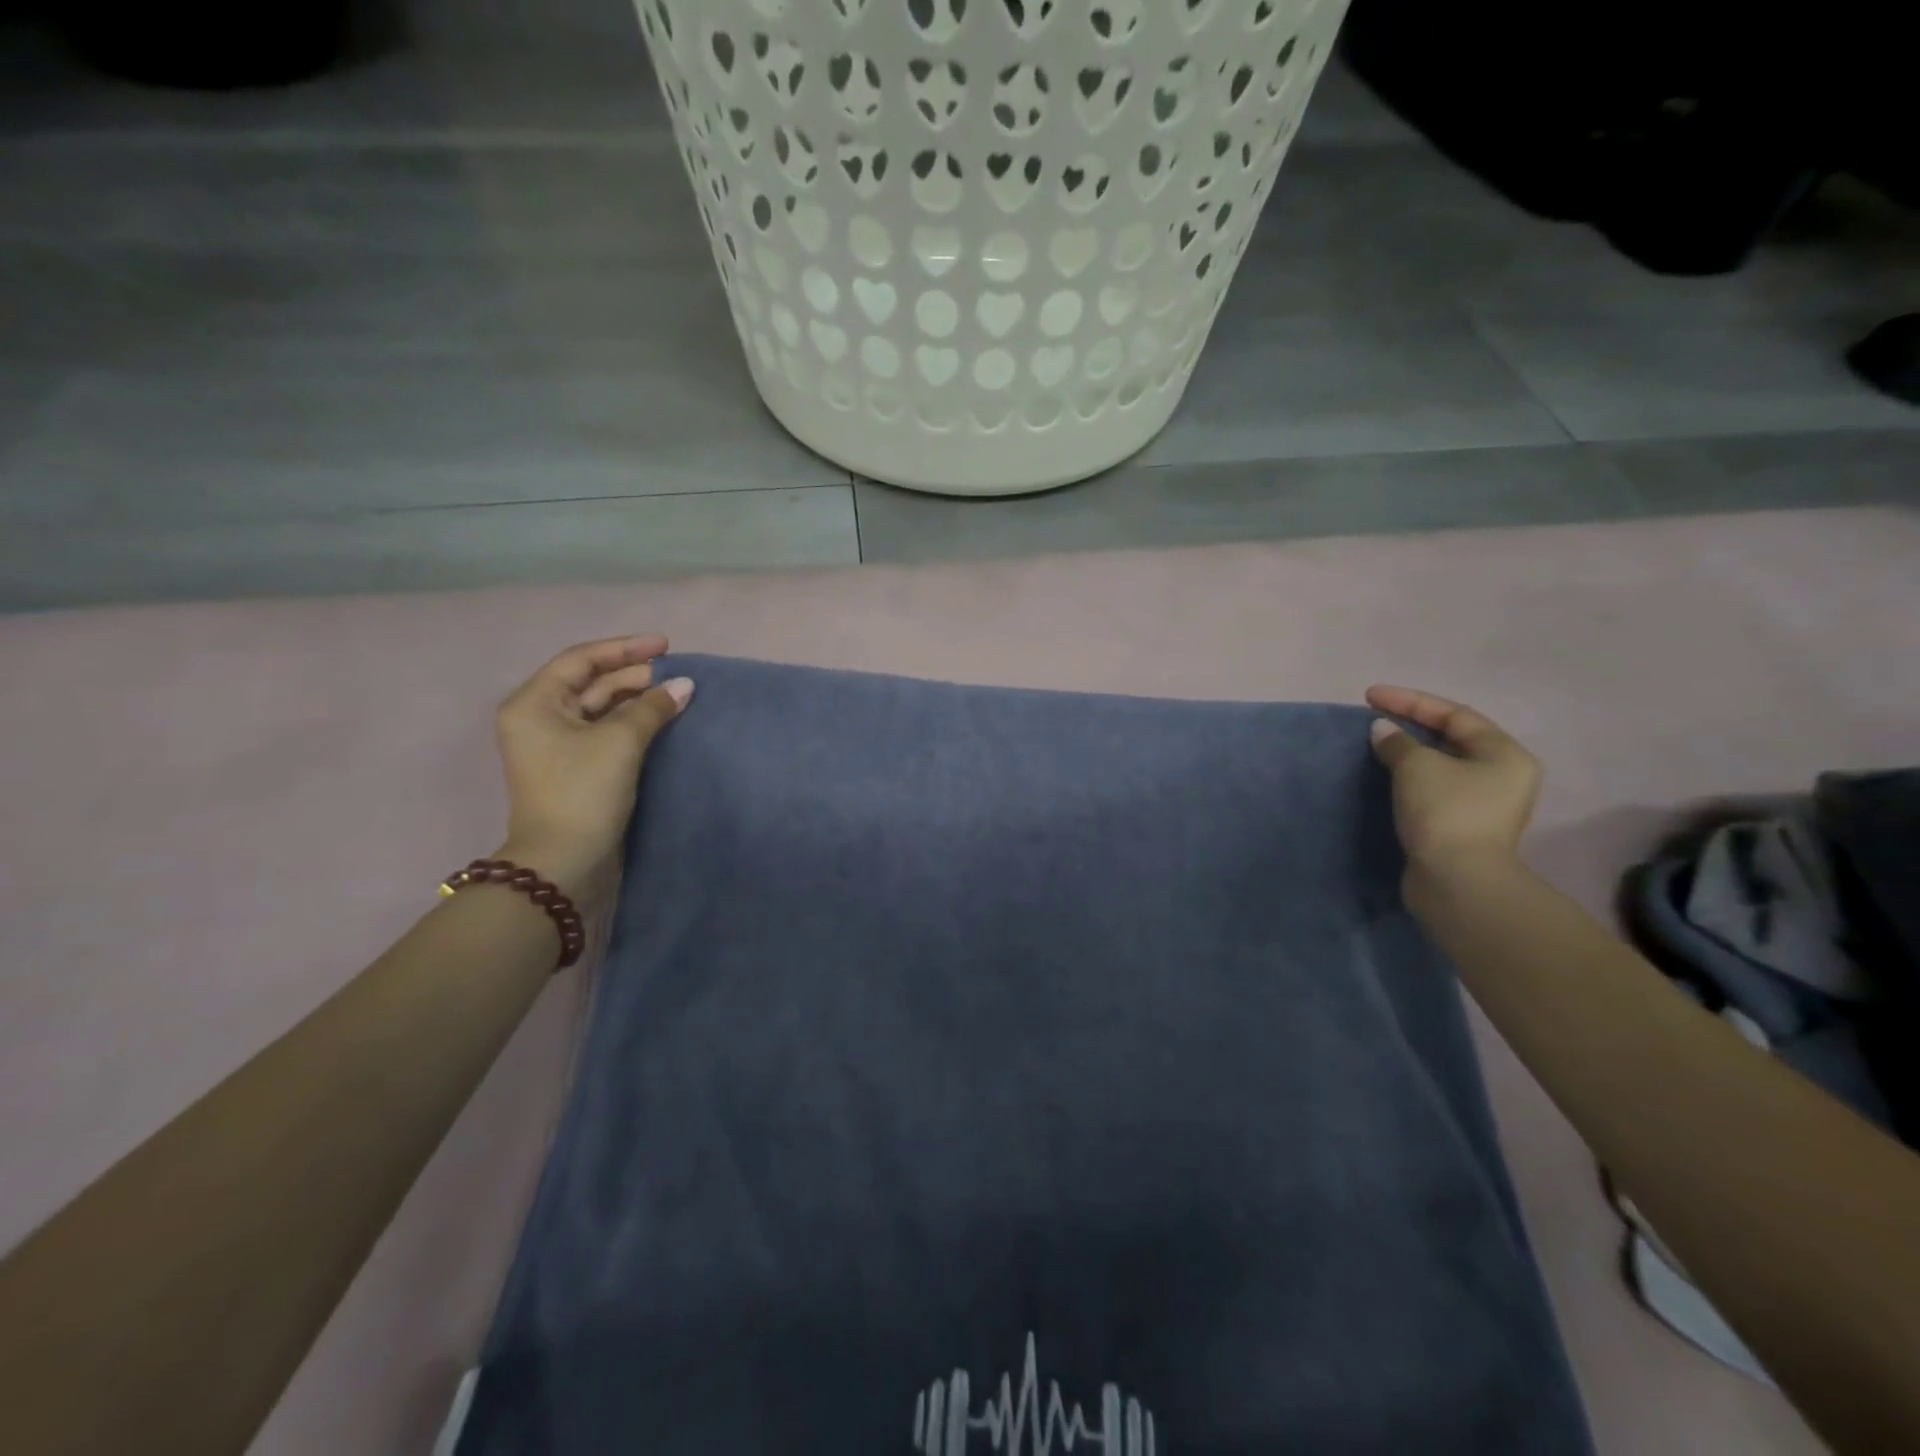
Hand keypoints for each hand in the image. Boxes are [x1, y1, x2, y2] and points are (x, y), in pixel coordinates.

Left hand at [493, 635, 692, 907]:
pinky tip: (662, 719)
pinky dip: (633, 722)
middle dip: (635, 676)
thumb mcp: (620, 742)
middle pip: (592, 683)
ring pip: (601, 708)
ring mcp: (557, 745)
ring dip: (637, 699)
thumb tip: (684, 685)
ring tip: (676, 694)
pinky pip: (606, 731)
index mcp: (534, 703)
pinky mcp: (576, 767)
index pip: (582, 659)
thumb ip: (652, 707)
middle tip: (677, 675)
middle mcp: (540, 718)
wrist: (564, 861)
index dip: (626, 649)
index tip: (666, 646)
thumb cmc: (583, 791)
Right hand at [1364, 685, 1540, 876]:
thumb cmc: (1446, 812)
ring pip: (1442, 766)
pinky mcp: (1463, 827)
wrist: (1456, 880)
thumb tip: (1382, 731)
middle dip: (1412, 725)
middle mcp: (1503, 776)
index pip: (1454, 714)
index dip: (1410, 701)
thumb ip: (1398, 742)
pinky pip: (1434, 789)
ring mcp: (1484, 804)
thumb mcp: (1417, 766)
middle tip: (1375, 718)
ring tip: (1377, 744)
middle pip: (1452, 738)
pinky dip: (1410, 778)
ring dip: (1409, 752)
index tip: (1370, 696)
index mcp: (1505, 754)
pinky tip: (1387, 776)